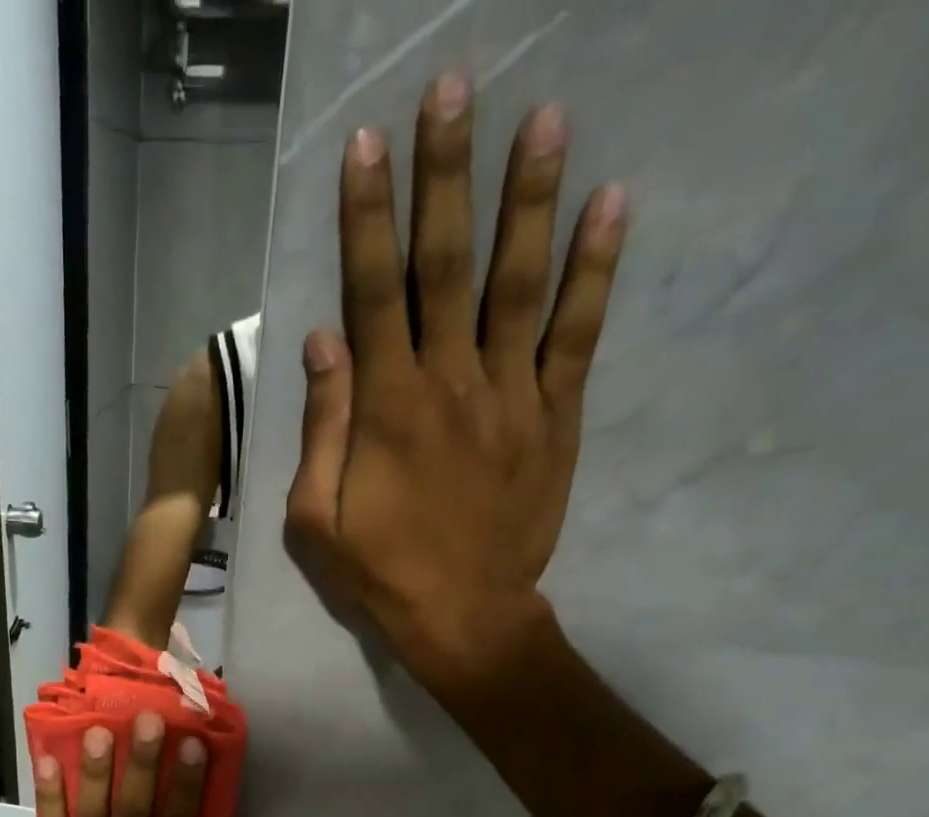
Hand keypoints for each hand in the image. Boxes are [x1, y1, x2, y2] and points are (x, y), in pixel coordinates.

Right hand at [284, 74, 627, 690]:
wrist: (464, 615)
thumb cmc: (380, 572)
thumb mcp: (316, 518)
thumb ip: (320, 429)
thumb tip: (322, 342)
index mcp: (386, 409)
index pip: (372, 294)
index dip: (366, 218)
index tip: (367, 144)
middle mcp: (449, 383)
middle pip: (445, 266)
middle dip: (446, 176)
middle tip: (455, 88)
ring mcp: (510, 395)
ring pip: (519, 282)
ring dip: (529, 198)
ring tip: (544, 117)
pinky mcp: (554, 417)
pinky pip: (576, 333)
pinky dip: (596, 268)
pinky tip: (612, 204)